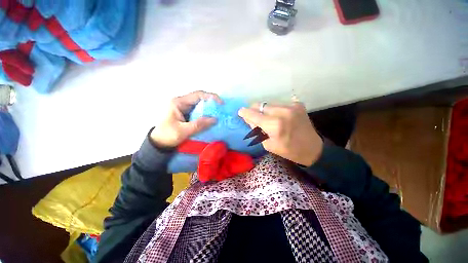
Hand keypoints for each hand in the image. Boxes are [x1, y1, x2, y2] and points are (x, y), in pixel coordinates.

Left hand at [150, 91, 222, 147]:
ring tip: (219, 115)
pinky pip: (199, 112)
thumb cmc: (167, 135)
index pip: (198, 95)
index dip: (211, 97)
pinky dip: (206, 115)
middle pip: (200, 99)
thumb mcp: (183, 131)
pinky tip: (211, 119)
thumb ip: (199, 125)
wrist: (159, 143)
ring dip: (210, 109)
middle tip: (222, 110)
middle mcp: (182, 102)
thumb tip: (215, 119)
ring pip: (200, 105)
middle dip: (212, 103)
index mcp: (179, 102)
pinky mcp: (187, 114)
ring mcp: (185, 108)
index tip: (221, 104)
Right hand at [238, 102, 322, 165]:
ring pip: (269, 103)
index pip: (254, 114)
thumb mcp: (268, 144)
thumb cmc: (288, 150)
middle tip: (255, 117)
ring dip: (265, 110)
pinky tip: (279, 117)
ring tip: (268, 118)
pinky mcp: (297, 104)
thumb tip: (250, 118)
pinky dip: (275, 109)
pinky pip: (279, 104)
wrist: (312, 148)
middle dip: (255, 110)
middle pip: (261, 105)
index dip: (245, 112)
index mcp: (275, 125)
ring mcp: (291, 106)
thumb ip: (257, 129)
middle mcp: (283, 112)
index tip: (240, 111)